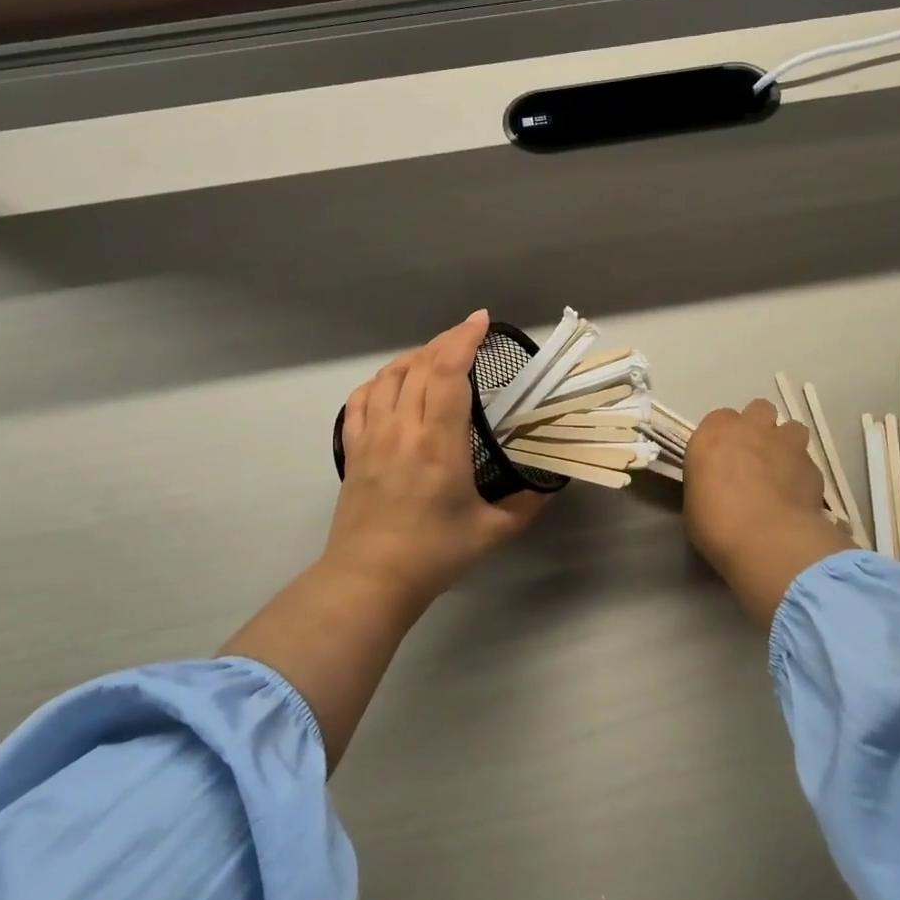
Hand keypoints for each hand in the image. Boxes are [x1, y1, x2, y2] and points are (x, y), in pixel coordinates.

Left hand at [325, 310, 546, 610]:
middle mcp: (402, 428)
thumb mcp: (492, 532)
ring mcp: (372, 436)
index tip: (482, 321)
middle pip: (419, 365)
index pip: (447, 372)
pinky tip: (393, 385)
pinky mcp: (353, 449)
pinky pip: (362, 399)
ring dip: (414, 357)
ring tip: (435, 358)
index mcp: (439, 442)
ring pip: (389, 376)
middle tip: (469, 338)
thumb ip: (526, 505)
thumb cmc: (434, 554)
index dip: (464, 338)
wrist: (369, 579)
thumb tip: (547, 486)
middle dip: (446, 341)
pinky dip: (380, 381)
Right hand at [684, 399, 856, 628]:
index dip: (723, 437)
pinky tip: (797, 496)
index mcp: (714, 433)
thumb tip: (717, 487)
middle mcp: (751, 428)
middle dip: (758, 427)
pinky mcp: (813, 466)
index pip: (719, 419)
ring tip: (780, 471)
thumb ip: (708, 482)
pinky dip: (802, 474)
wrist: (766, 538)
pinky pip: (808, 462)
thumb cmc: (715, 522)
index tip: (721, 458)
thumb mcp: (694, 501)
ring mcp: (786, 443)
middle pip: (759, 410)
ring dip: (786, 444)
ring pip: (791, 428)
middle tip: (753, 456)